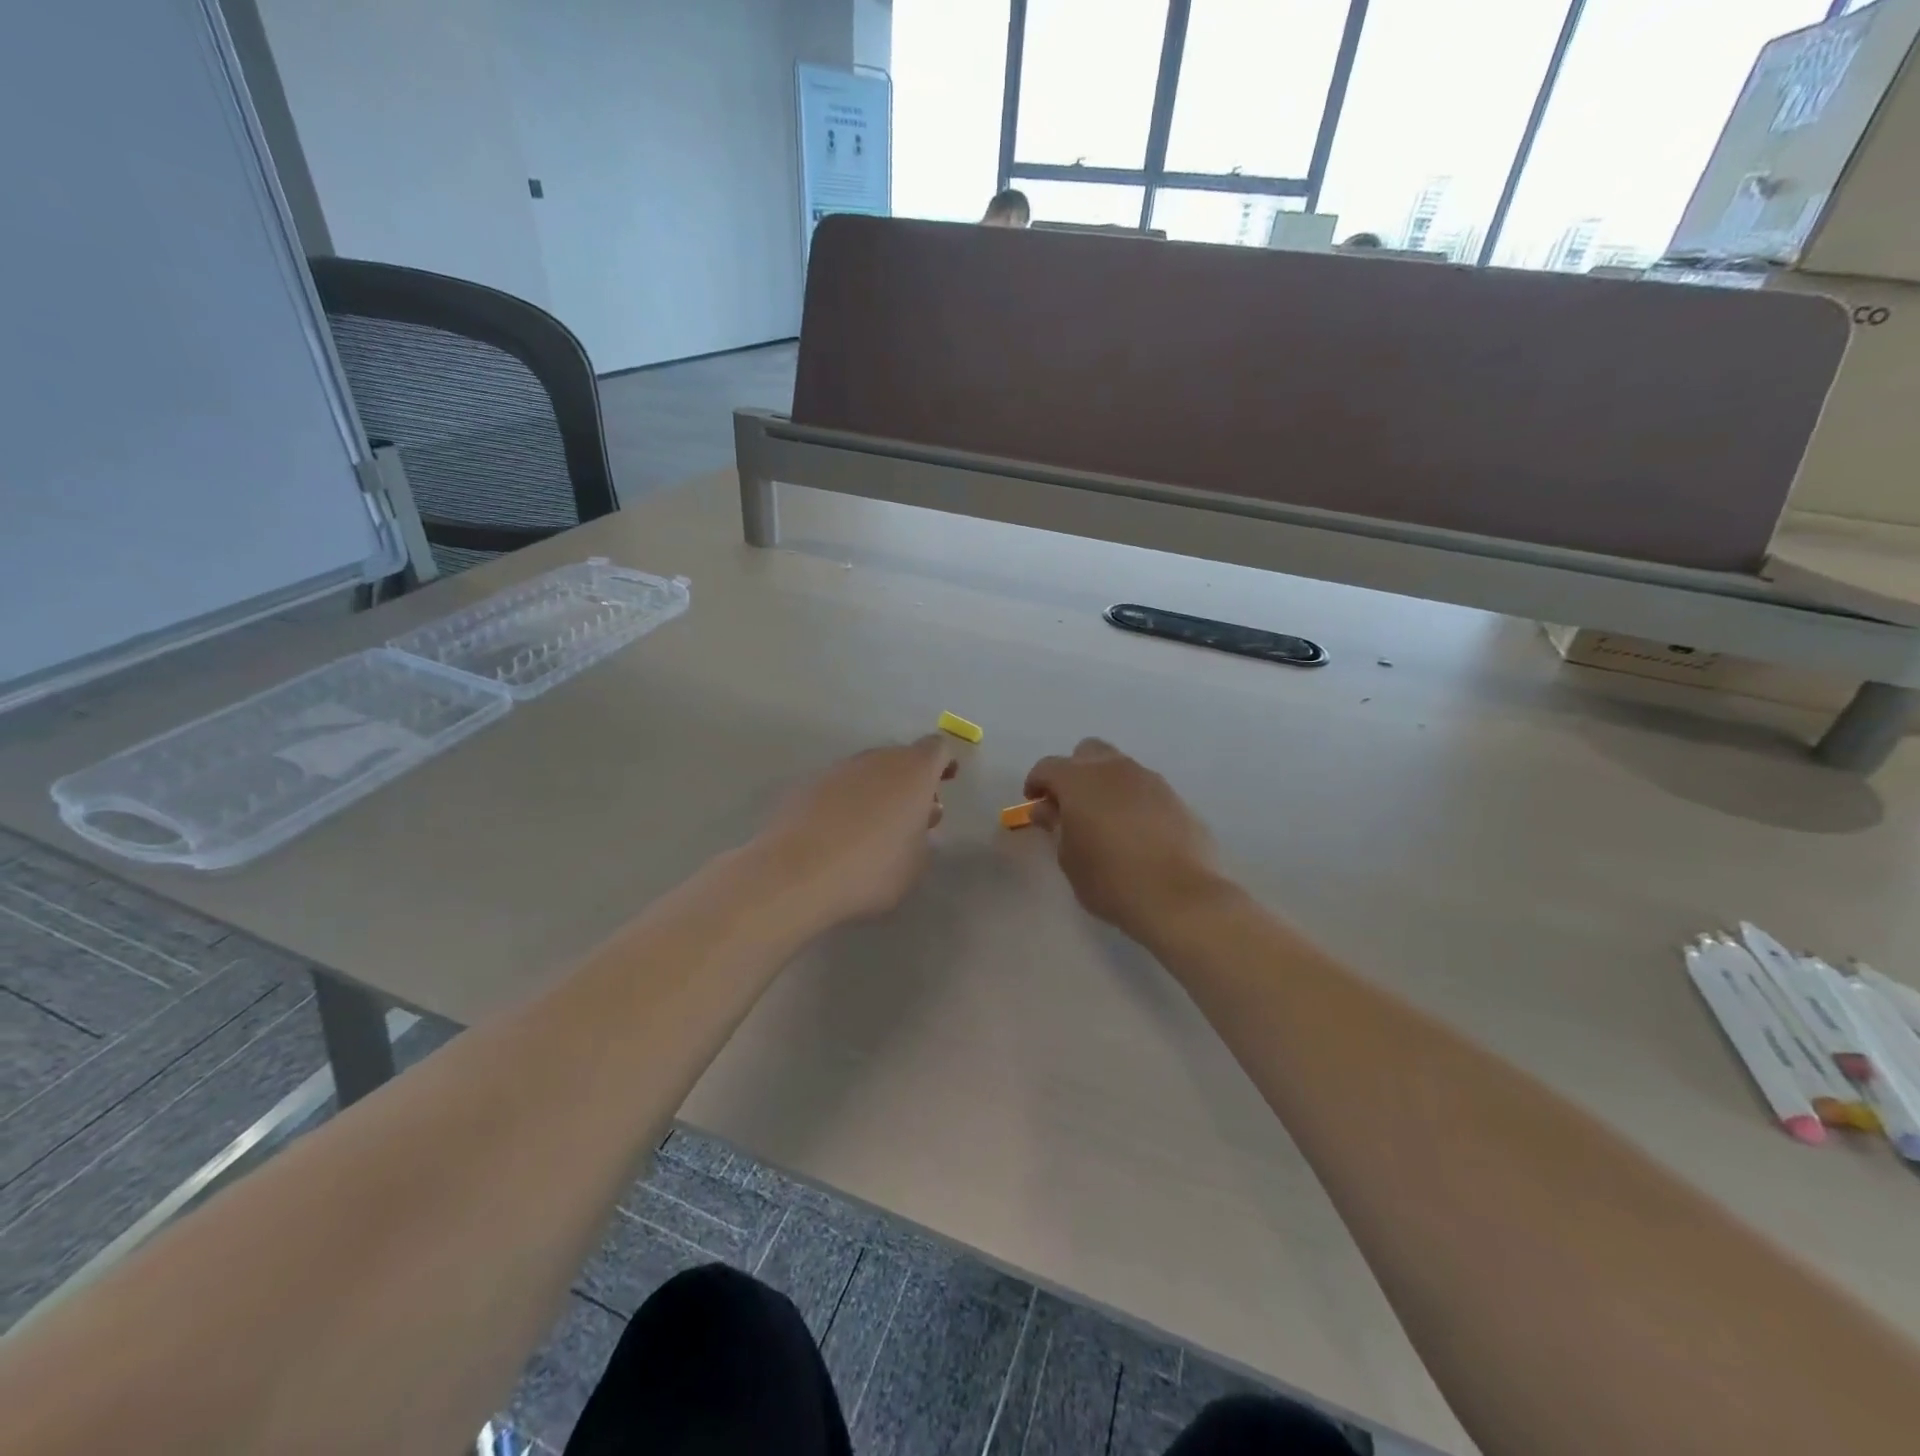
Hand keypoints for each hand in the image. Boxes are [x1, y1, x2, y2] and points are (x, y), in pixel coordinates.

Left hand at [755, 736, 958, 930]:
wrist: (794, 874)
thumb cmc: (870, 869)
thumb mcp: (916, 863)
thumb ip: (924, 836)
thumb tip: (918, 820)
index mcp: (913, 771)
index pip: (937, 749)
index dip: (944, 764)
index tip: (946, 783)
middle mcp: (876, 759)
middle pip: (900, 758)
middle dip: (909, 781)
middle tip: (912, 815)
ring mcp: (837, 769)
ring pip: (867, 772)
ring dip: (876, 791)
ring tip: (874, 829)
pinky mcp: (806, 785)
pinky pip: (838, 788)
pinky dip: (845, 802)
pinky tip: (840, 835)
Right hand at [1024, 739, 1226, 945]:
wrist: (1180, 897)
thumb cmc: (1110, 880)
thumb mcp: (1069, 858)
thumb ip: (1056, 827)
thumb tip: (1049, 810)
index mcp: (1080, 780)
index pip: (1048, 767)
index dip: (1037, 782)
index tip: (1034, 802)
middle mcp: (1115, 769)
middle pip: (1087, 752)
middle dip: (1074, 772)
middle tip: (1069, 804)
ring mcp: (1150, 780)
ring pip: (1120, 767)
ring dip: (1105, 784)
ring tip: (1104, 819)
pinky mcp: (1176, 798)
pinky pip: (1145, 789)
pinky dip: (1132, 800)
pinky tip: (1135, 832)